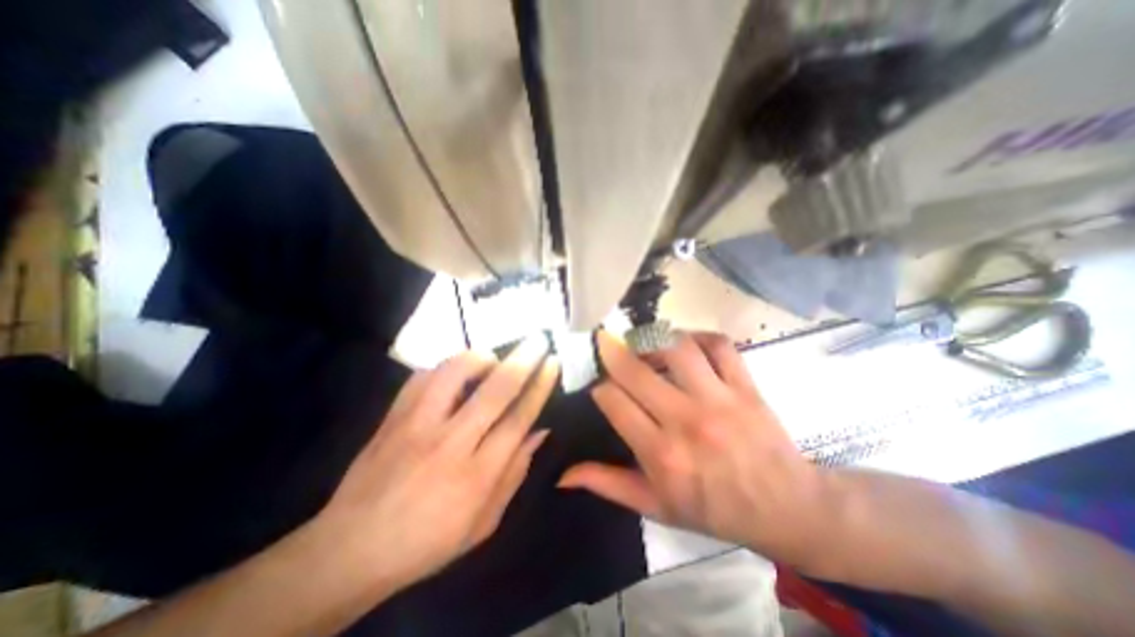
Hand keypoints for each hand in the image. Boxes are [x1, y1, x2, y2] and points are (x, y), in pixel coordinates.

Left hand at [311, 336, 558, 590]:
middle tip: (538, 341)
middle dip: (523, 360)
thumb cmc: (428, 541)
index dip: (539, 387)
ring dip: (480, 357)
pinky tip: (455, 374)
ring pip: (453, 372)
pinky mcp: (393, 417)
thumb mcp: (485, 522)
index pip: (518, 418)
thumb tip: (540, 430)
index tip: (552, 363)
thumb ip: (515, 473)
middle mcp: (449, 443)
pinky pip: (422, 376)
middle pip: (495, 390)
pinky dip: (445, 367)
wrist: (351, 549)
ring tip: (492, 359)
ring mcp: (416, 425)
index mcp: (476, 475)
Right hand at [559, 333, 831, 566]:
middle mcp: (686, 420)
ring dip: (651, 338)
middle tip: (605, 344)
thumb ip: (608, 485)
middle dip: (611, 351)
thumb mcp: (655, 507)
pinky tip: (684, 342)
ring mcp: (718, 399)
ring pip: (676, 348)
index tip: (600, 388)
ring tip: (641, 341)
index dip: (599, 387)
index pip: (612, 400)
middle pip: (635, 369)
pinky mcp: (745, 386)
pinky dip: (697, 335)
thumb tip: (563, 476)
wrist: (786, 508)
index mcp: (660, 454)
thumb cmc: (714, 509)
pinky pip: (718, 344)